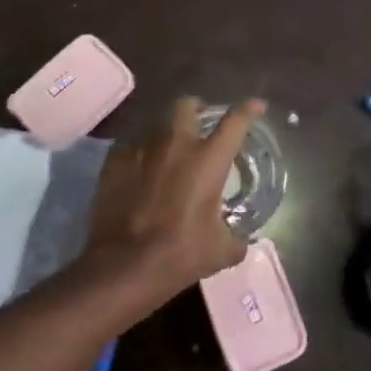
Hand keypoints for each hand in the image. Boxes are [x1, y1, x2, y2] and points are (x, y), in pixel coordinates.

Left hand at [80, 97, 260, 301]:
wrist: (124, 265)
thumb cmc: (180, 253)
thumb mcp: (220, 251)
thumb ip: (235, 240)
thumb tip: (240, 242)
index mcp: (208, 159)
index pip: (235, 122)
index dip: (248, 110)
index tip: (256, 106)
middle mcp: (176, 144)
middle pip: (186, 106)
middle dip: (195, 109)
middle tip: (198, 123)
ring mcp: (142, 148)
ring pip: (156, 125)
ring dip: (165, 134)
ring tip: (166, 151)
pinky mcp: (114, 161)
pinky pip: (130, 145)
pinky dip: (138, 152)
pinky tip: (138, 169)